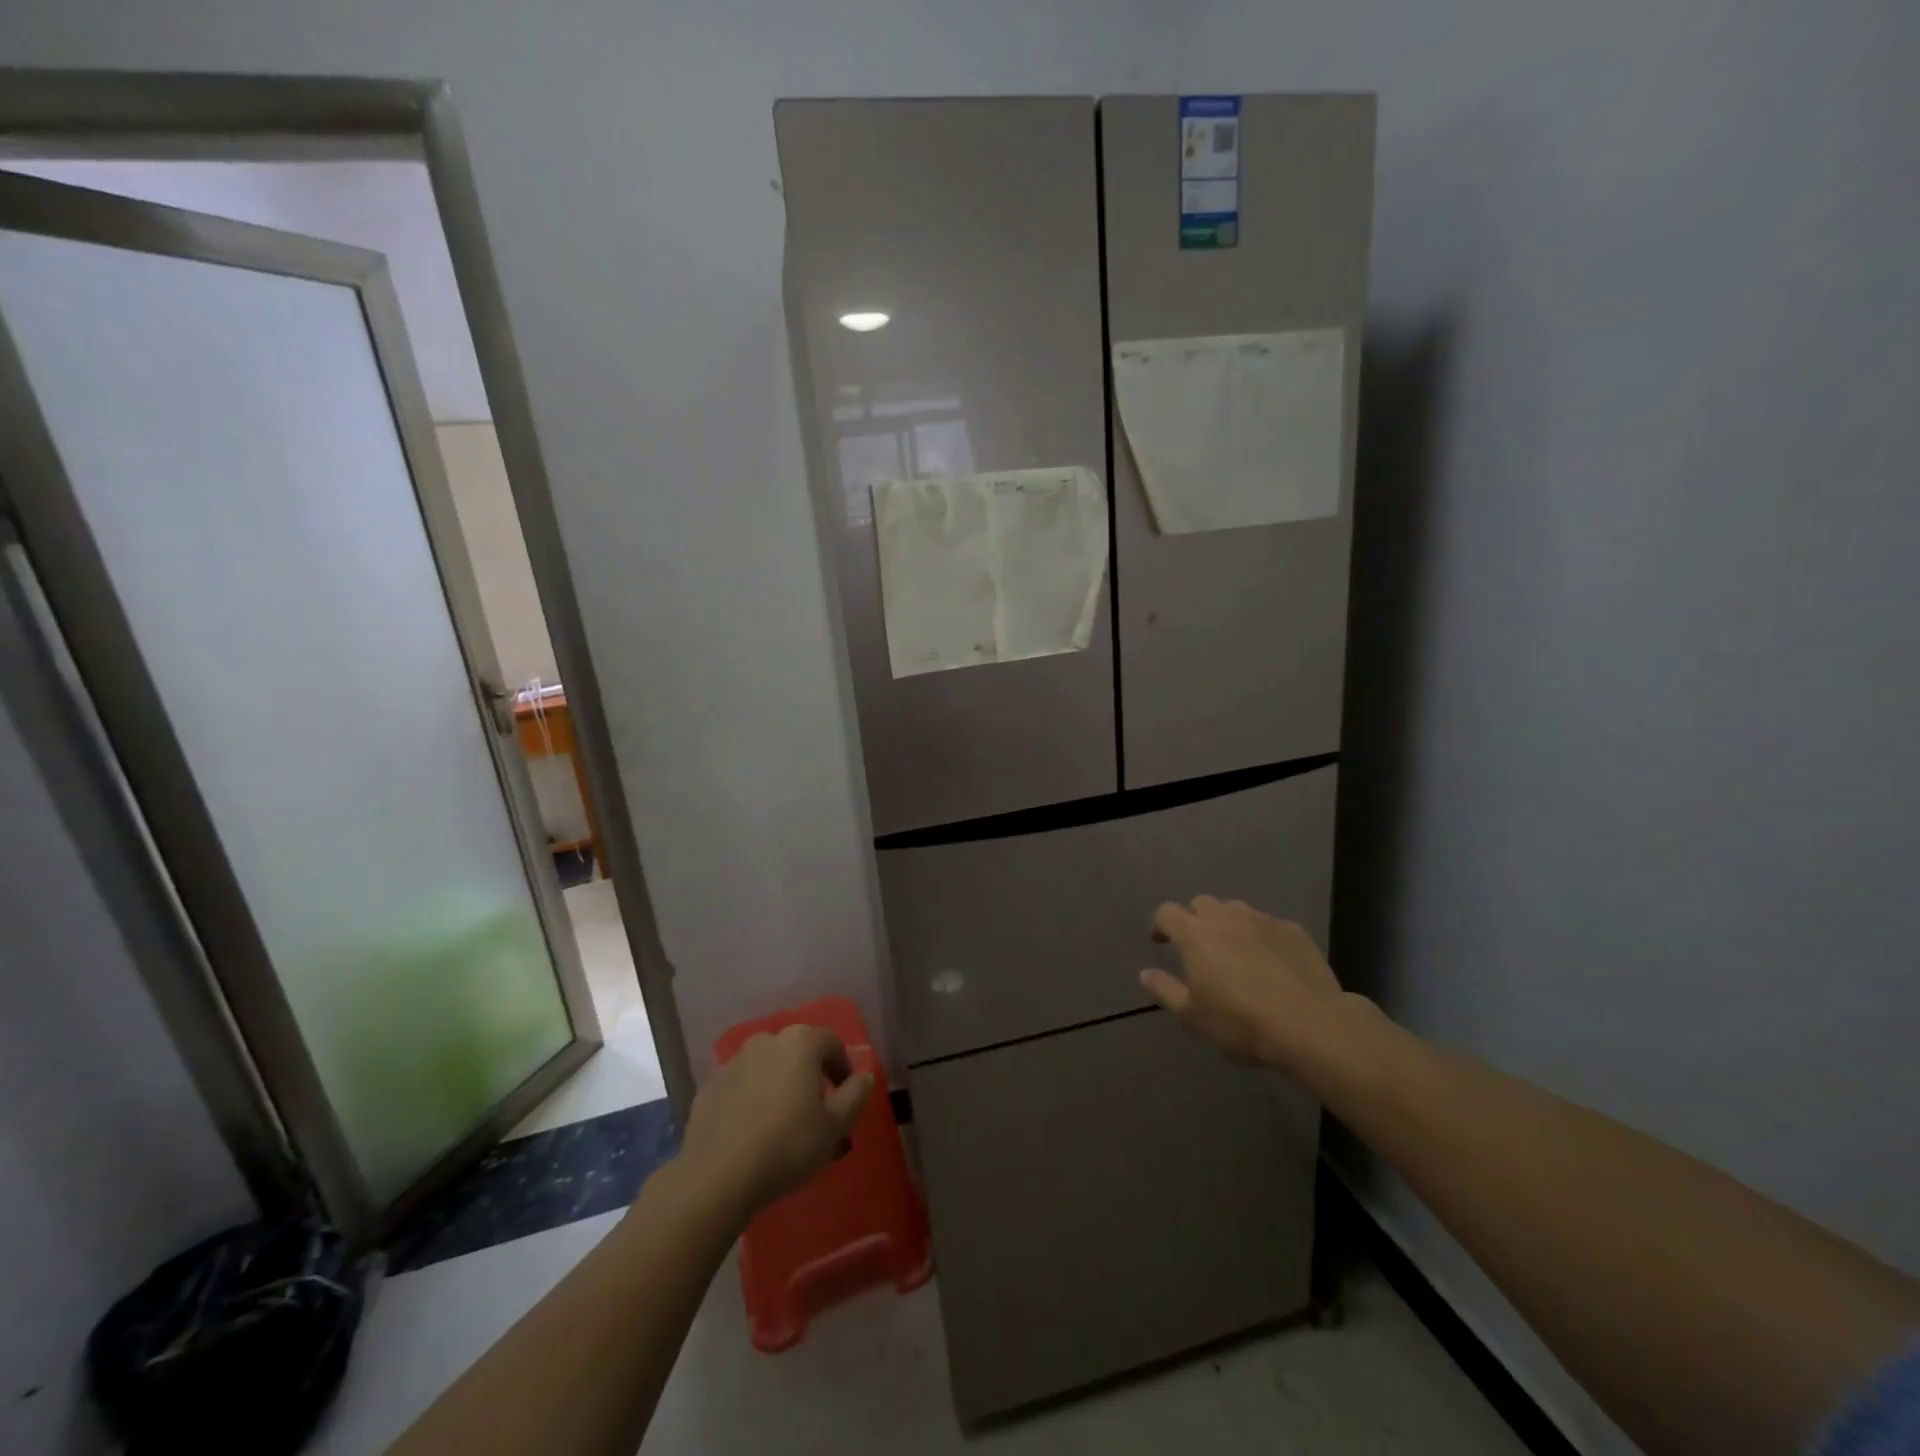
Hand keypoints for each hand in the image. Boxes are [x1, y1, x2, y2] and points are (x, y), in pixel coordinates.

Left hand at [678, 1025, 874, 1217]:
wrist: (717, 1176)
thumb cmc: (787, 1145)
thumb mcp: (835, 1125)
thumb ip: (856, 1095)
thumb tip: (864, 1076)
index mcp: (801, 1043)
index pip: (832, 1043)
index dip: (843, 1068)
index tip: (846, 1096)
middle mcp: (767, 1041)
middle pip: (798, 1052)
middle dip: (810, 1075)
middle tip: (816, 1111)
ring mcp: (734, 1061)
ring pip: (768, 1067)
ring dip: (780, 1085)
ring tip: (784, 1121)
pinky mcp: (710, 1086)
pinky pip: (742, 1086)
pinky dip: (753, 1098)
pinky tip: (754, 1129)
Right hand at [1140, 896, 1345, 1069]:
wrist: (1311, 1026)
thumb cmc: (1241, 1023)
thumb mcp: (1192, 1016)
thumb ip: (1164, 990)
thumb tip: (1145, 973)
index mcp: (1195, 933)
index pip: (1167, 912)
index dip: (1160, 924)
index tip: (1161, 943)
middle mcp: (1226, 916)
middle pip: (1201, 904)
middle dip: (1195, 920)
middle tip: (1199, 948)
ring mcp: (1262, 920)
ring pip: (1236, 910)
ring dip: (1228, 924)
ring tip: (1235, 952)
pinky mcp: (1293, 930)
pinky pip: (1267, 925)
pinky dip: (1260, 936)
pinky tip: (1270, 963)